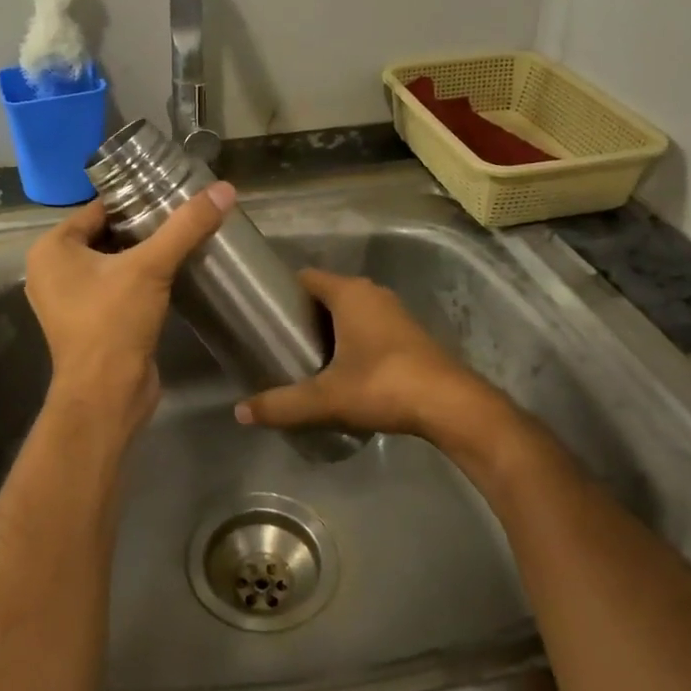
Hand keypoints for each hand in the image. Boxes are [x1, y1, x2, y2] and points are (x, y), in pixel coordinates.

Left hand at [23, 182, 234, 432]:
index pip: (98, 209)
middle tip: (184, 217)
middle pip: (106, 235)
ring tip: (185, 241)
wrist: (106, 396)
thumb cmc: (114, 323)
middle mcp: (52, 271)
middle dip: (143, 228)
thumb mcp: (151, 267)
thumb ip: (186, 227)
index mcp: (52, 250)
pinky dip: (140, 281)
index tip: (173, 195)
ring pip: (112, 263)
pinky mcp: (89, 324)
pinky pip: (116, 288)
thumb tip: (224, 189)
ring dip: (144, 255)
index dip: (135, 201)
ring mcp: (69, 301)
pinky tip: (173, 275)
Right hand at [234, 267, 511, 445]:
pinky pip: (369, 326)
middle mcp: (372, 293)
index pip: (305, 277)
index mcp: (349, 293)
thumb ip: (281, 404)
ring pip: (350, 311)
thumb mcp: (325, 398)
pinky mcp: (409, 334)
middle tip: (276, 340)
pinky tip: (340, 369)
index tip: (261, 312)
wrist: (450, 405)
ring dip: (328, 328)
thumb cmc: (383, 385)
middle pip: (326, 294)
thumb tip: (240, 413)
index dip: (281, 291)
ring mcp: (394, 312)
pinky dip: (351, 339)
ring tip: (302, 356)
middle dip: (302, 314)